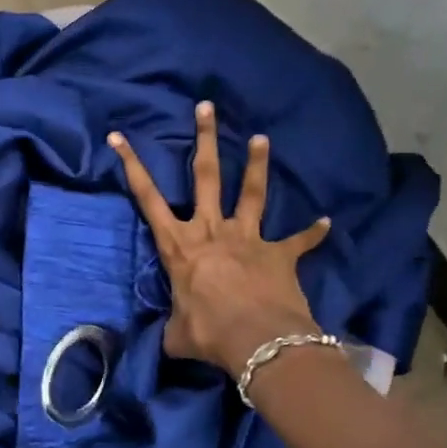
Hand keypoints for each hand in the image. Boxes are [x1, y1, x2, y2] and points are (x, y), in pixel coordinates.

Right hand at [110, 101, 331, 376]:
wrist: (258, 340)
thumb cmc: (208, 333)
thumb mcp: (176, 334)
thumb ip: (172, 329)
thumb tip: (168, 340)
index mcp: (179, 246)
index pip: (147, 198)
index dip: (131, 166)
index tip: (119, 137)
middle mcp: (211, 231)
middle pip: (205, 176)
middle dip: (204, 139)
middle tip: (206, 107)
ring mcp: (248, 238)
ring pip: (251, 192)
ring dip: (257, 164)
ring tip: (262, 138)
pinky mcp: (279, 253)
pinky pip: (299, 240)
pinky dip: (312, 232)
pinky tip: (327, 222)